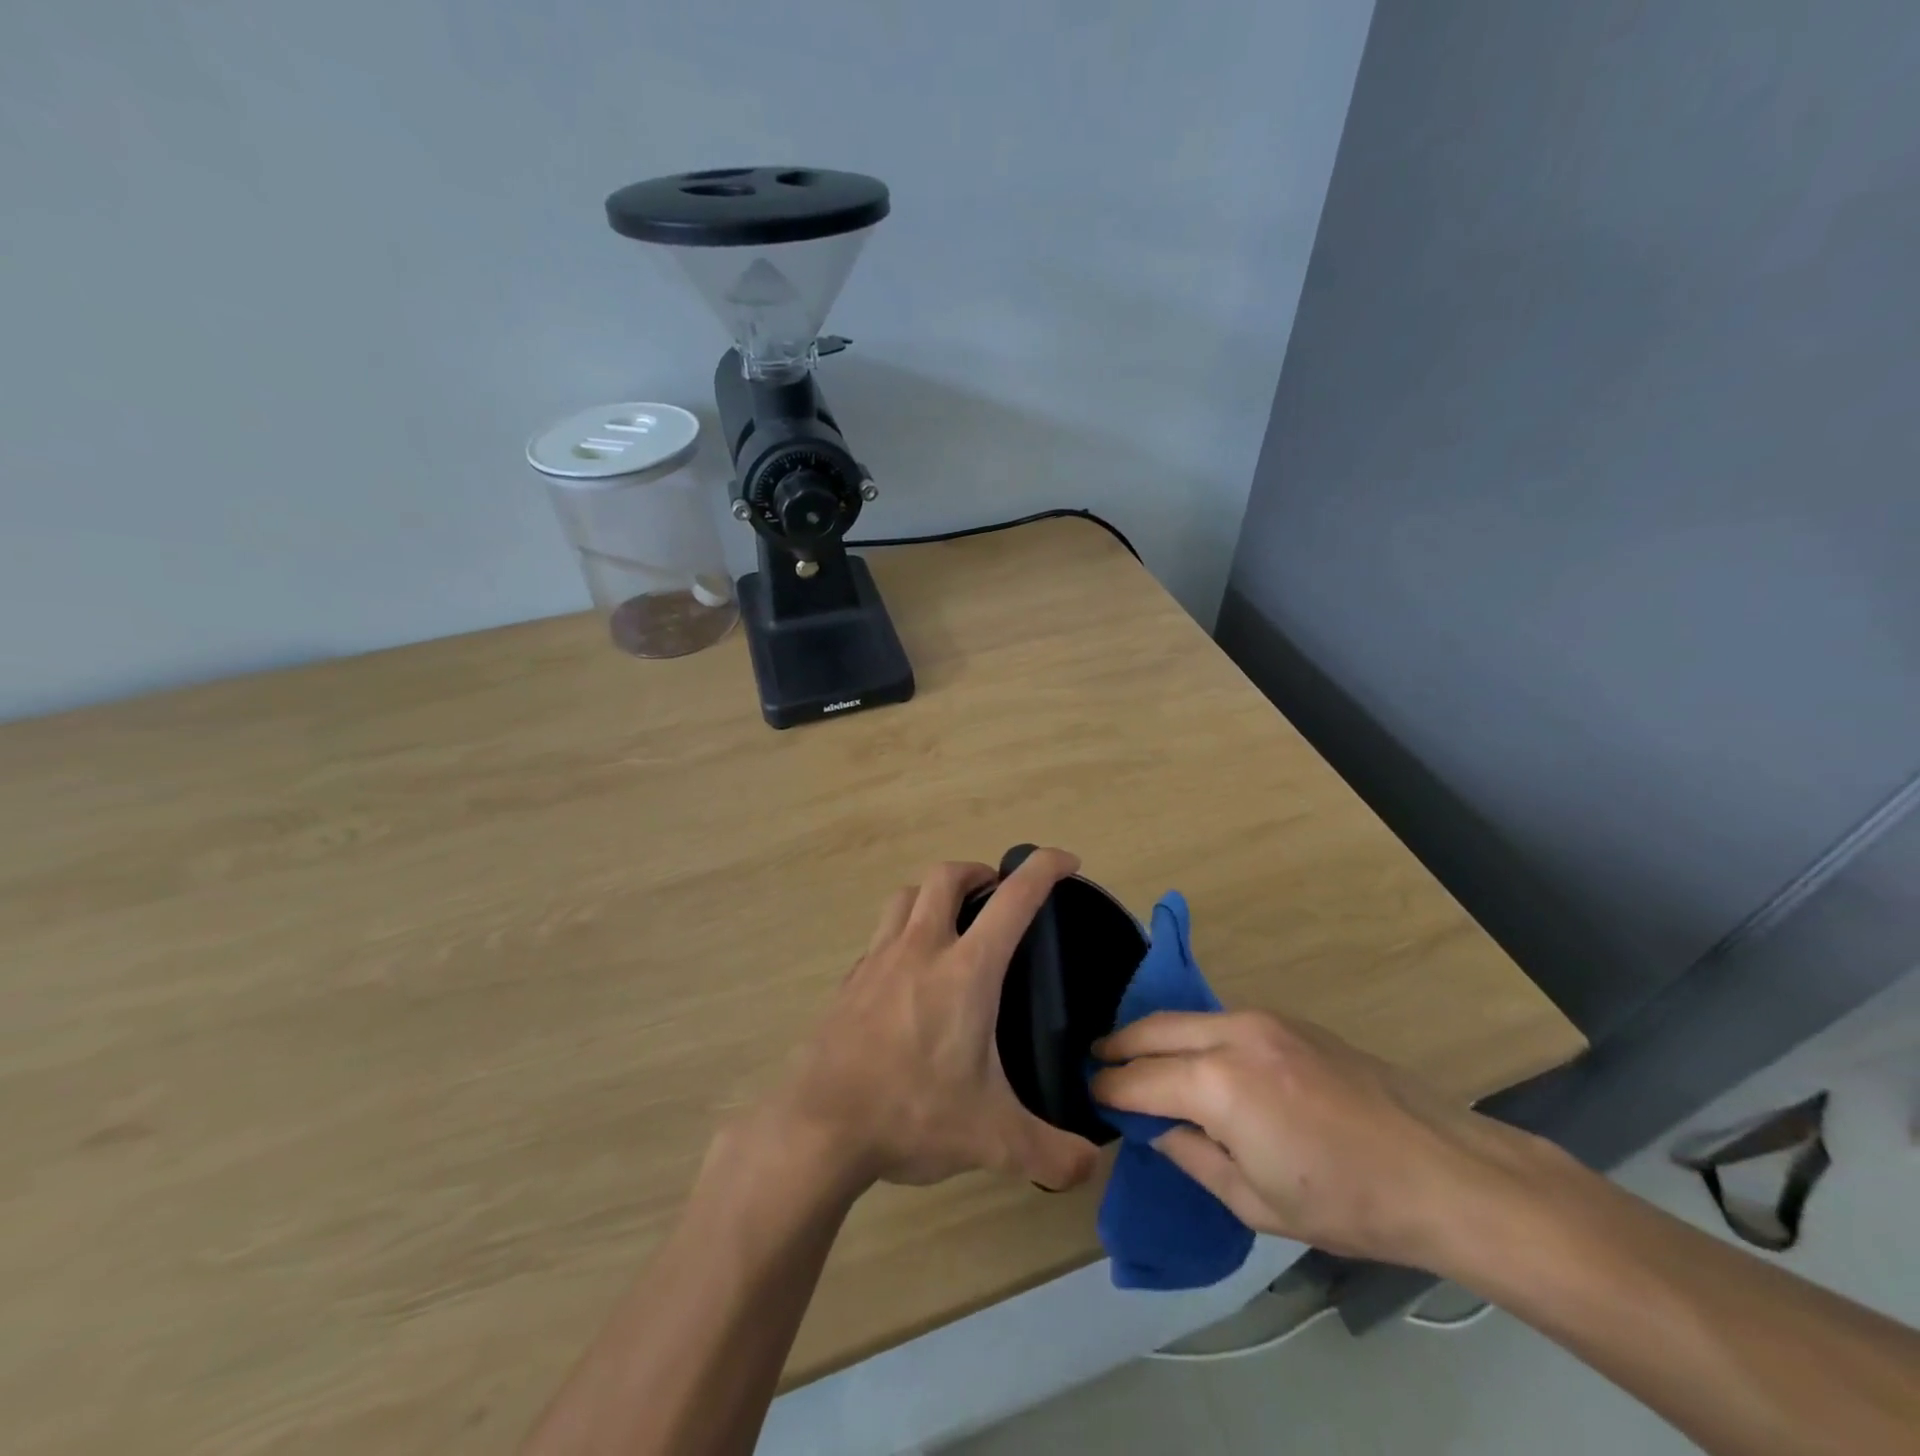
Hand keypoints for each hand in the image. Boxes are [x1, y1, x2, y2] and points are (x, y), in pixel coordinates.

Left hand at [760, 849, 1101, 1195]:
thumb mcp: (993, 1140)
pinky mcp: (850, 981)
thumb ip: (1052, 1154)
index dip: (1043, 868)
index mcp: (966, 970)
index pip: (1015, 899)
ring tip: (952, 921)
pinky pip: (880, 936)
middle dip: (978, 872)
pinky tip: (908, 974)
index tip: (1066, 859)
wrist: (820, 1126)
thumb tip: (1092, 1167)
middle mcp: (921, 949)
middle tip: (996, 893)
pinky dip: (902, 934)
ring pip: (906, 896)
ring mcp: (878, 961)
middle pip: (947, 876)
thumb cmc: (912, 1114)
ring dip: (934, 894)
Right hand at [1090, 1009, 1544, 1267]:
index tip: (1091, 1094)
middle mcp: (1232, 1034)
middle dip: (1120, 1044)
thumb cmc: (1346, 1201)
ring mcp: (1262, 1019)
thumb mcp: (1255, 1202)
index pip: (1141, 1078)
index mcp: (1218, 1084)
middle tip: (1099, 1061)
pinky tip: (1195, 1056)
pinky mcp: (1287, 1019)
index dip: (1110, 1088)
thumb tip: (1158, 1128)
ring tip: (1139, 1057)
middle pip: (1154, 1027)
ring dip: (1156, 1035)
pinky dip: (1194, 1033)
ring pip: (1187, 1017)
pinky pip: (1220, 1019)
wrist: (1441, 1170)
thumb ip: (1193, 1156)